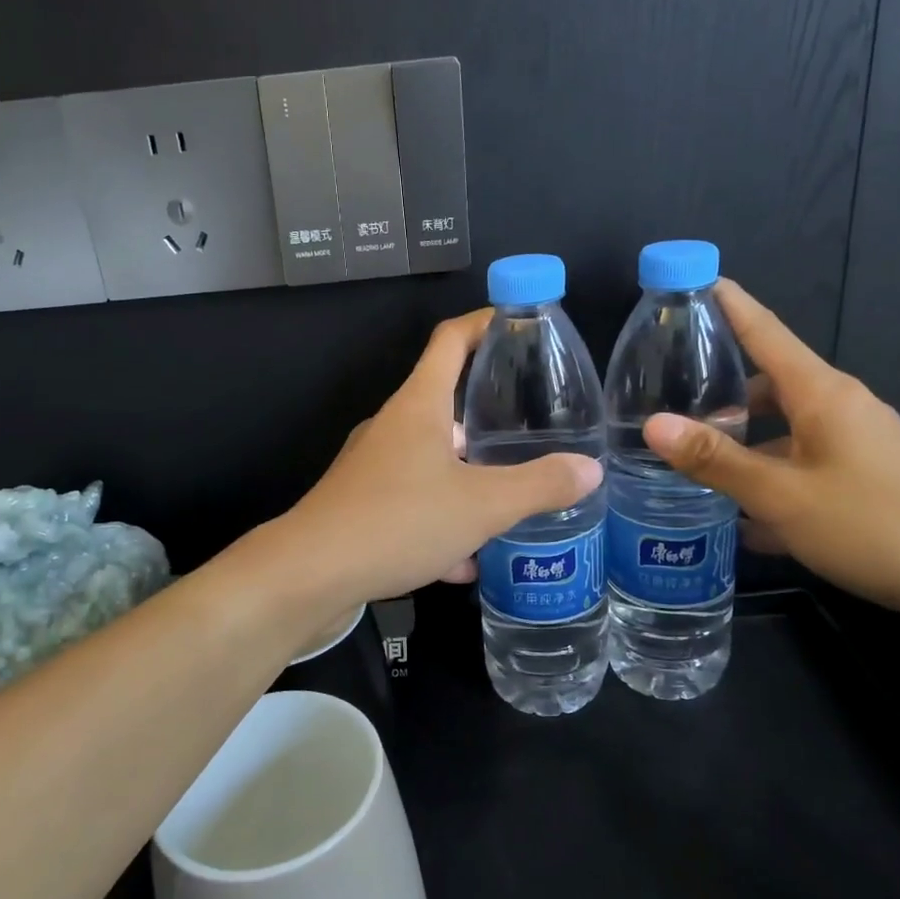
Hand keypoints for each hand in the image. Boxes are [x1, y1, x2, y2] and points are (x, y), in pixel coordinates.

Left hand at [283, 310, 602, 608]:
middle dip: (488, 415)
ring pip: (433, 462)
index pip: (451, 340)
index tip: (519, 322)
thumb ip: (538, 486)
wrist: (311, 575)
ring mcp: (373, 468)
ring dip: (469, 479)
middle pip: (445, 403)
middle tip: (535, 430)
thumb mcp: (482, 505)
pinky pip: (414, 505)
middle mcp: (393, 428)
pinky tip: (467, 562)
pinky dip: (443, 524)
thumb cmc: (398, 520)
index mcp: (418, 405)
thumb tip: (589, 470)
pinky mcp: (362, 507)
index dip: (485, 323)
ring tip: (512, 500)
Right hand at [643, 280, 899, 628]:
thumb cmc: (876, 524)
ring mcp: (856, 446)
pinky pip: (802, 469)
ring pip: (783, 434)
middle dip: (721, 395)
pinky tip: (741, 521)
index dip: (729, 304)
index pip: (764, 332)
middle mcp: (840, 410)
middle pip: (768, 387)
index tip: (693, 281)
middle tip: (666, 408)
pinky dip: (770, 484)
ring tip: (692, 470)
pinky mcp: (865, 482)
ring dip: (742, 449)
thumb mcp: (783, 495)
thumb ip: (717, 460)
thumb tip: (654, 423)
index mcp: (821, 394)